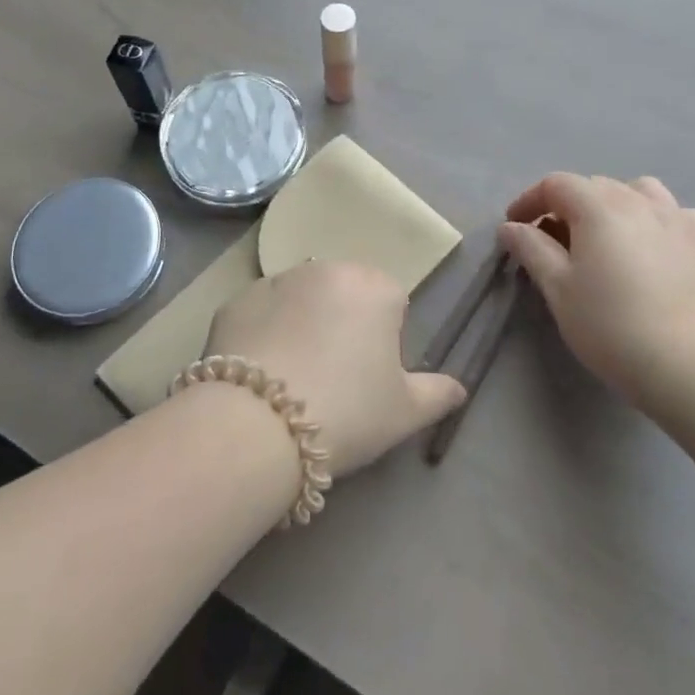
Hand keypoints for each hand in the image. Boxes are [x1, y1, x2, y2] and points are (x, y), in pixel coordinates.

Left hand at [207, 261, 467, 477]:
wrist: (257, 425)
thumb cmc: (347, 412)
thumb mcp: (405, 412)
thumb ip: (438, 393)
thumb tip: (459, 389)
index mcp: (375, 287)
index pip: (391, 303)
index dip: (383, 341)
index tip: (370, 377)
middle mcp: (326, 269)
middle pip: (344, 294)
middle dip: (342, 324)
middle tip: (333, 377)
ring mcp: (275, 281)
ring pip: (299, 299)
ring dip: (301, 323)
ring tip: (291, 377)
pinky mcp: (235, 301)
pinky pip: (259, 313)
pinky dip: (262, 333)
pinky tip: (258, 374)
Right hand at [497, 174, 694, 418]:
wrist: (682, 361)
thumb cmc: (608, 324)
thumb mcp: (557, 287)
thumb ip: (531, 249)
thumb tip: (510, 227)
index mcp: (597, 206)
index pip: (556, 184)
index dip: (530, 201)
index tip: (514, 227)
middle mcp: (636, 200)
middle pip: (593, 185)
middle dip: (566, 205)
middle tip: (551, 240)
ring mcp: (673, 218)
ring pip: (637, 190)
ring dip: (612, 203)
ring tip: (603, 233)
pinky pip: (676, 213)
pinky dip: (659, 218)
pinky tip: (653, 241)